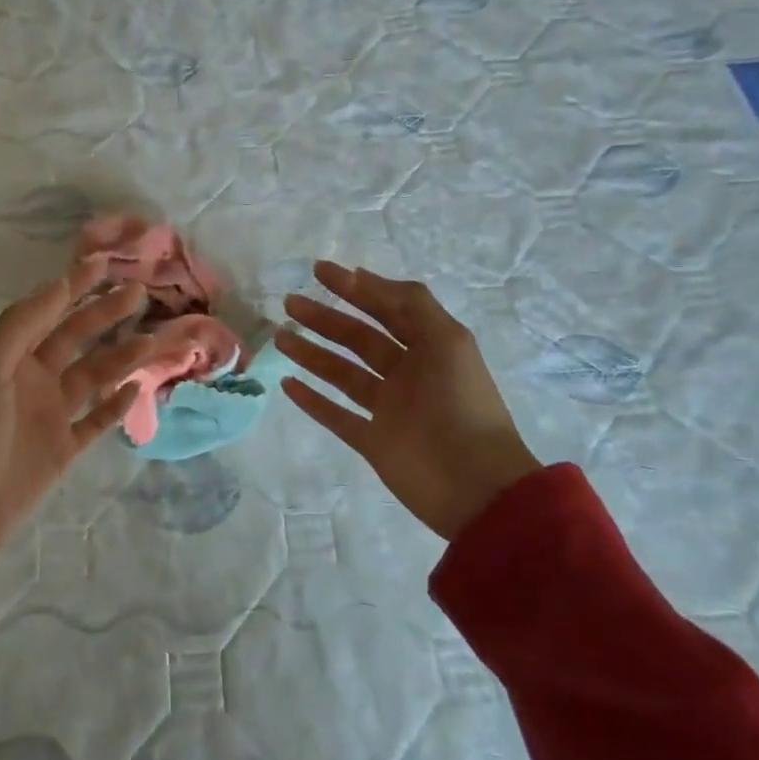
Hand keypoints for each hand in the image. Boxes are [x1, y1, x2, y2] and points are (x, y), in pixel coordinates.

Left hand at [0, 262, 148, 604]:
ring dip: (121, 358)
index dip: (74, 286)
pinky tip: (137, 389)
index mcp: (12, 357)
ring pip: (94, 376)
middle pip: (77, 338)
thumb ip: (22, 325)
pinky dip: (117, 405)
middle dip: (105, 315)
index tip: (104, 263)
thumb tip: (59, 283)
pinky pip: (97, 420)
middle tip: (139, 294)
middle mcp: (34, 378)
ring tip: (151, 342)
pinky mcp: (66, 448)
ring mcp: (52, 414)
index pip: (48, 311)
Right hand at [275, 262, 539, 539]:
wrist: (478, 488)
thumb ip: (412, 304)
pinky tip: (288, 384)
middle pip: (359, 338)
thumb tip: (364, 276)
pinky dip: (313, 401)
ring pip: (343, 373)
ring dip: (312, 353)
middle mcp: (407, 374)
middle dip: (325, 318)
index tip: (319, 271)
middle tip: (290, 302)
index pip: (386, 309)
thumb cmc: (462, 406)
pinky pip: (337, 416)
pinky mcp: (374, 442)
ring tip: (280, 337)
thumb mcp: (447, 341)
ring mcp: (389, 409)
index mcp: (429, 348)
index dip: (355, 288)